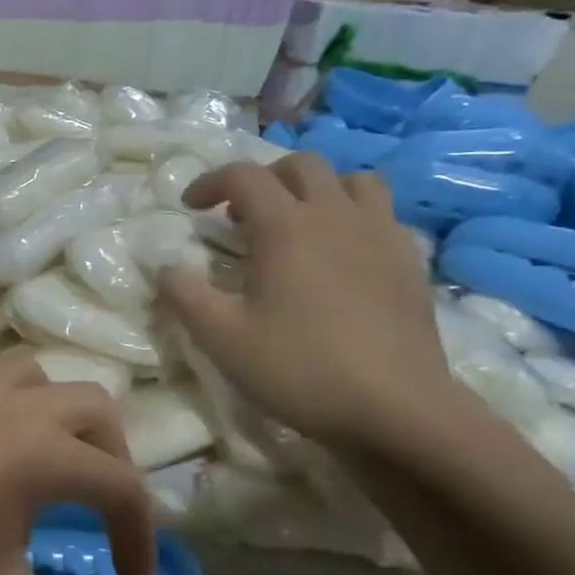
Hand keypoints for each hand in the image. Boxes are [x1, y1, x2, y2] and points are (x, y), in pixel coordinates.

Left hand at [0, 350, 158, 574]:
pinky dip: (18, 407)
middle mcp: (9, 408)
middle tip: (104, 517)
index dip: (141, 536)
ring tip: (57, 470)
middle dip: (115, 460)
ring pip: (37, 377)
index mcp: (39, 451)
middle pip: (93, 407)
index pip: (121, 484)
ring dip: (64, 416)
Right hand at [158, 153, 458, 450]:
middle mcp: (336, 215)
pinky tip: (342, 255)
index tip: (190, 207)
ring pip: (351, 181)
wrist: (397, 409)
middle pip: (301, 165)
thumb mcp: (222, 339)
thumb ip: (184, 295)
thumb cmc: (300, 369)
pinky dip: (353, 218)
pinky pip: (381, 215)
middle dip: (263, 179)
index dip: (210, 182)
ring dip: (317, 190)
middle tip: (242, 215)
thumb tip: (165, 267)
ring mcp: (381, 234)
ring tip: (298, 224)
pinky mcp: (409, 261)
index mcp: (286, 227)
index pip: (244, 176)